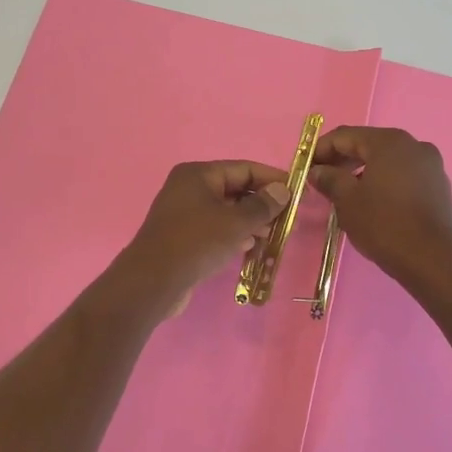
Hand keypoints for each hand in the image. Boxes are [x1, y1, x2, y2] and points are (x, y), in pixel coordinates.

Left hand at [109, 161, 291, 319]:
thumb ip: (262, 205)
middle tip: (288, 220)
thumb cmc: (196, 243)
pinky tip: (250, 248)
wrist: (153, 282)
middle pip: (235, 189)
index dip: (272, 179)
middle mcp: (188, 188)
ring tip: (273, 236)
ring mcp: (183, 213)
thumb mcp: (236, 222)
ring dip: (250, 222)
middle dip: (262, 204)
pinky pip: (215, 229)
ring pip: (226, 211)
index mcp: (198, 174)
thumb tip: (282, 190)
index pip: (243, 168)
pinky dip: (234, 235)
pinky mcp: (182, 237)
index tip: (297, 193)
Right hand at [309, 126, 451, 288]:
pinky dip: (383, 181)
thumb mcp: (347, 200)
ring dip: (362, 171)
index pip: (345, 136)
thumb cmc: (384, 224)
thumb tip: (317, 171)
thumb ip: (329, 179)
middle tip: (321, 180)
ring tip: (344, 193)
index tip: (305, 167)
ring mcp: (430, 165)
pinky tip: (372, 202)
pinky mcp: (438, 186)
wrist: (432, 259)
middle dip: (342, 160)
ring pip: (387, 161)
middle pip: (368, 145)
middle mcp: (413, 145)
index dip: (321, 149)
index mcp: (389, 142)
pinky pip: (403, 175)